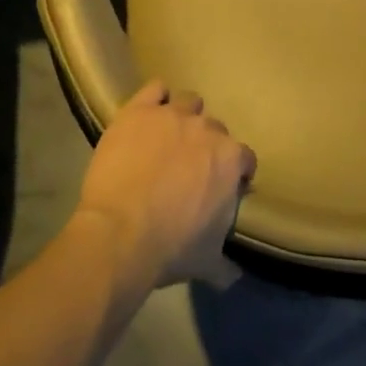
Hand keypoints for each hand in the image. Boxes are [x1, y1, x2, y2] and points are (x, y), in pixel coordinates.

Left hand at [73, 80, 255, 292]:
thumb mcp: (206, 261)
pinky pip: (154, 89)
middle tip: (189, 166)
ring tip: (168, 137)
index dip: (235, 171)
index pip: (244, 158)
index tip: (223, 186)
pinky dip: (155, 98)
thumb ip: (224, 264)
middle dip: (206, 145)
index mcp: (230, 160)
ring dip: (184, 116)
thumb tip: (234, 276)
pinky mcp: (139, 110)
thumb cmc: (171, 248)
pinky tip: (148, 114)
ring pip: (188, 101)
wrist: (121, 234)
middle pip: (215, 128)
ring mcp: (172, 115)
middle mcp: (207, 130)